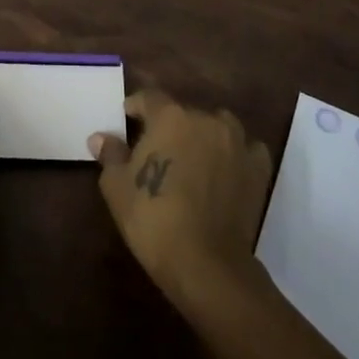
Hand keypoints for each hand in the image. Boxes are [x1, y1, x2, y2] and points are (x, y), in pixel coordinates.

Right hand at [91, 88, 272, 305]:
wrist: (204, 261)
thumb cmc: (152, 218)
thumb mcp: (117, 186)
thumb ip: (111, 154)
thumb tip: (100, 137)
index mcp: (170, 116)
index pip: (149, 97)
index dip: (136, 107)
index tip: (127, 119)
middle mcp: (206, 119)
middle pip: (184, 113)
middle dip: (170, 126)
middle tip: (158, 149)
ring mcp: (236, 142)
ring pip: (217, 126)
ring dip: (204, 135)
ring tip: (193, 158)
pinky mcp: (258, 168)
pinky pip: (246, 149)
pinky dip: (235, 155)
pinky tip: (225, 171)